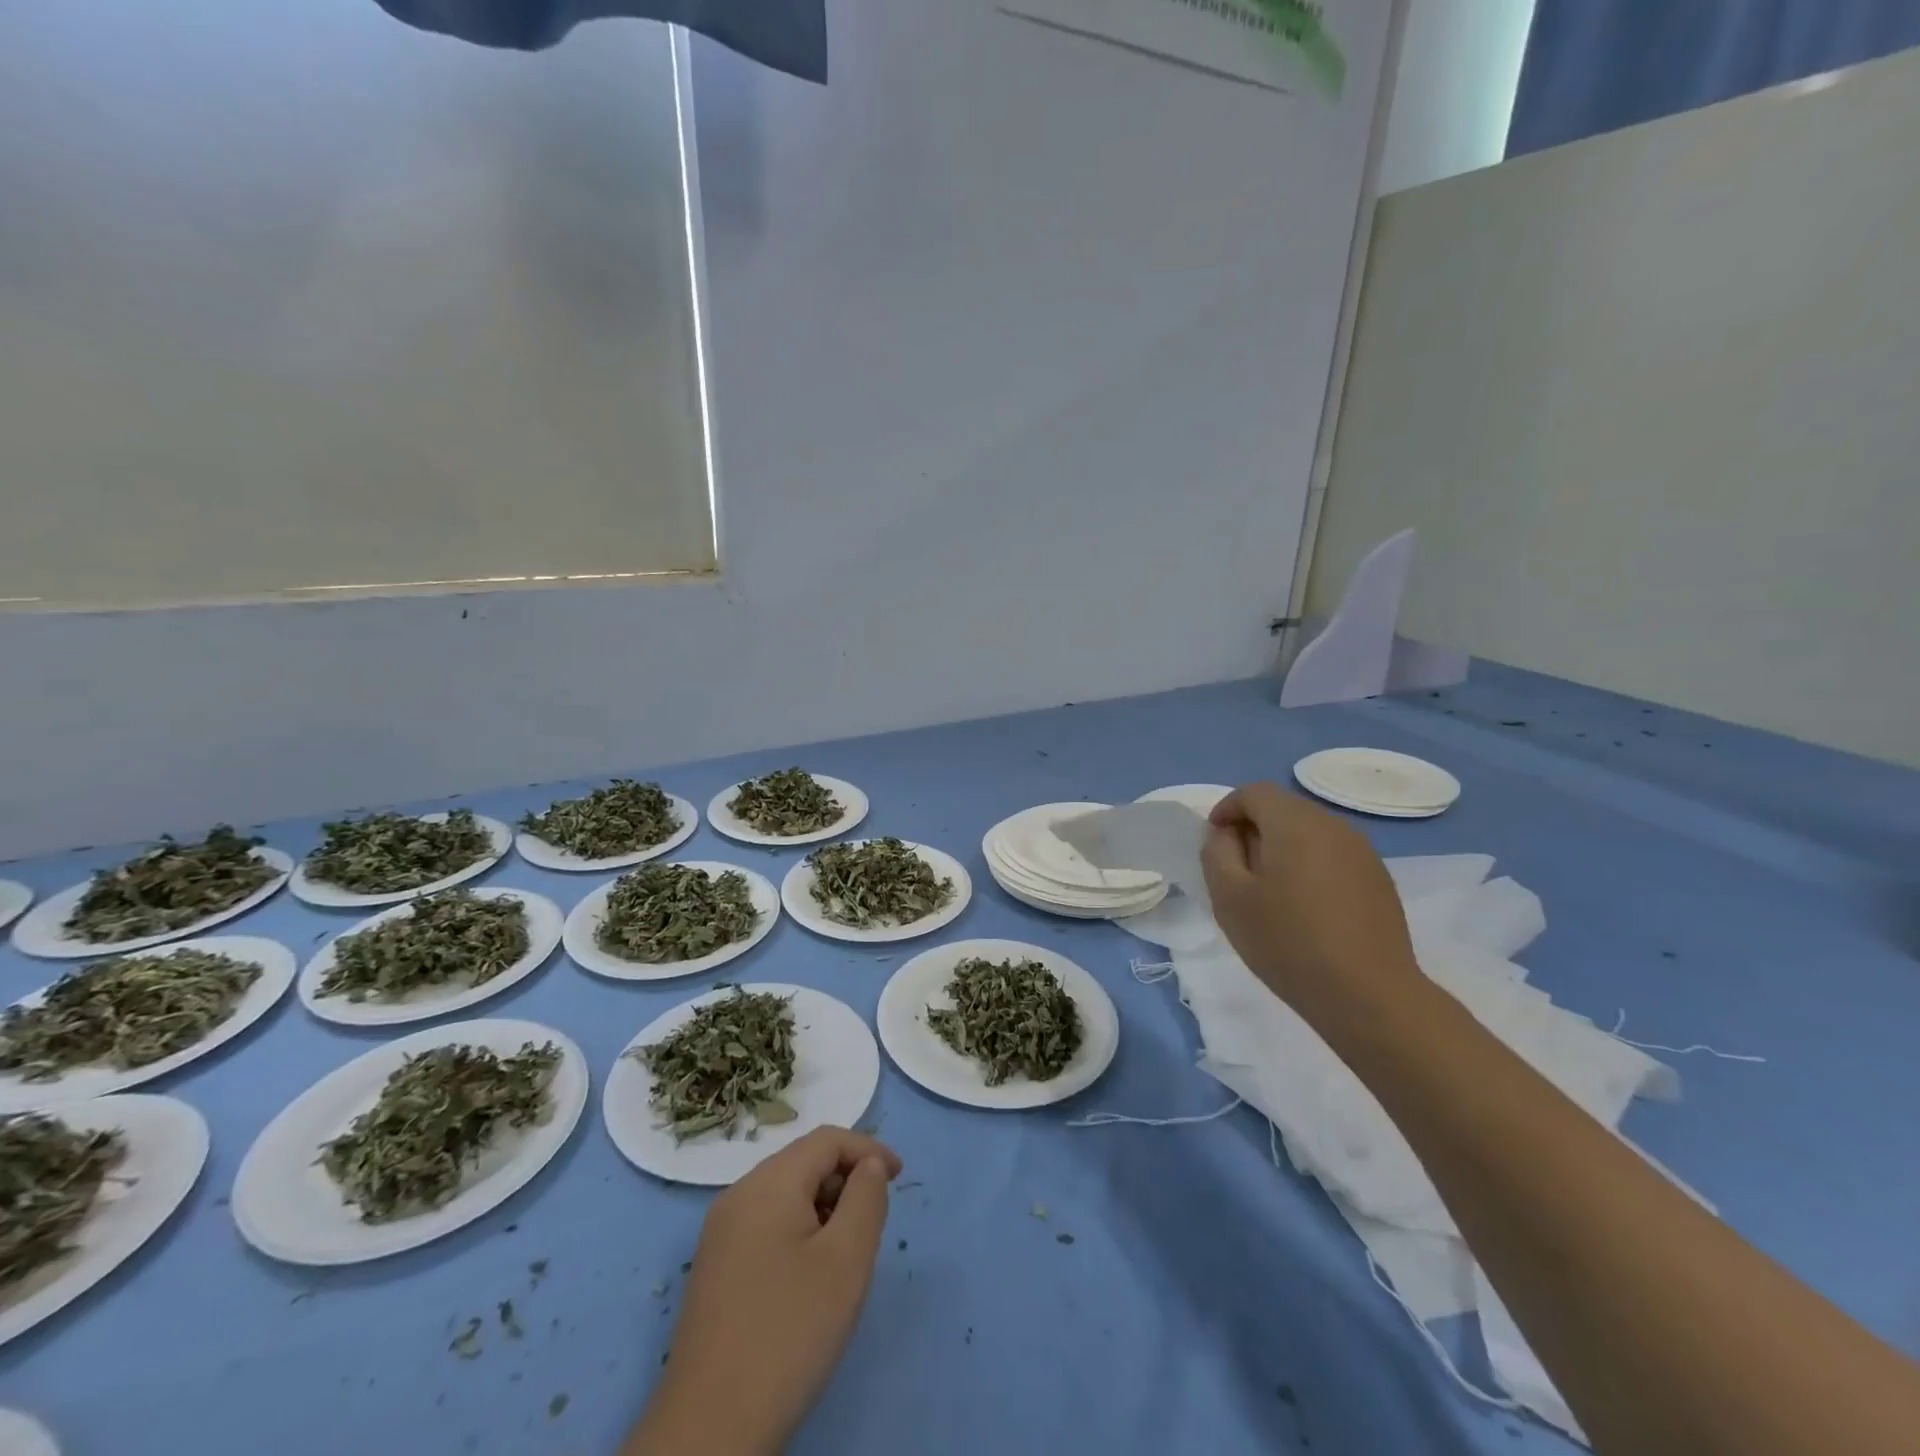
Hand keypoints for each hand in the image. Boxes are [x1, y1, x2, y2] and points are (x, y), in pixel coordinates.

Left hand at [626, 1127, 901, 1455]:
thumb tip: (868, 1166)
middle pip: (803, 1162)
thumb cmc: (789, 1333)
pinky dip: (799, 1229)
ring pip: (785, 1194)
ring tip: (848, 1252)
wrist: (710, 1429)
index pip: (826, 1140)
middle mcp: (738, 1195)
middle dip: (845, 1179)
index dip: (868, 1149)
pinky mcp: (714, 1268)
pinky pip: (766, 1224)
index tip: (901, 1178)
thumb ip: (866, 1198)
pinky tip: (811, 1275)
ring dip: (824, 1206)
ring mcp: (720, 1233)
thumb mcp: (847, 1260)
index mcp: (767, 1183)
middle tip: (875, 1221)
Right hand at [1201, 782, 1422, 1032]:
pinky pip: (1333, 856)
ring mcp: (1362, 851)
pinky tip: (1306, 909)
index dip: (1227, 809)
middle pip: (1283, 809)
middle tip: (1237, 870)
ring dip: (1283, 848)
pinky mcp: (1379, 879)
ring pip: (1310, 833)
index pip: (1253, 792)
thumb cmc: (1287, 941)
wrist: (1368, 994)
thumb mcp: (1229, 897)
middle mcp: (1333, 825)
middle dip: (1254, 829)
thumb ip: (1217, 853)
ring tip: (1271, 892)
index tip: (1214, 843)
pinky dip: (1310, 867)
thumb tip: (1227, 835)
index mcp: (1294, 822)